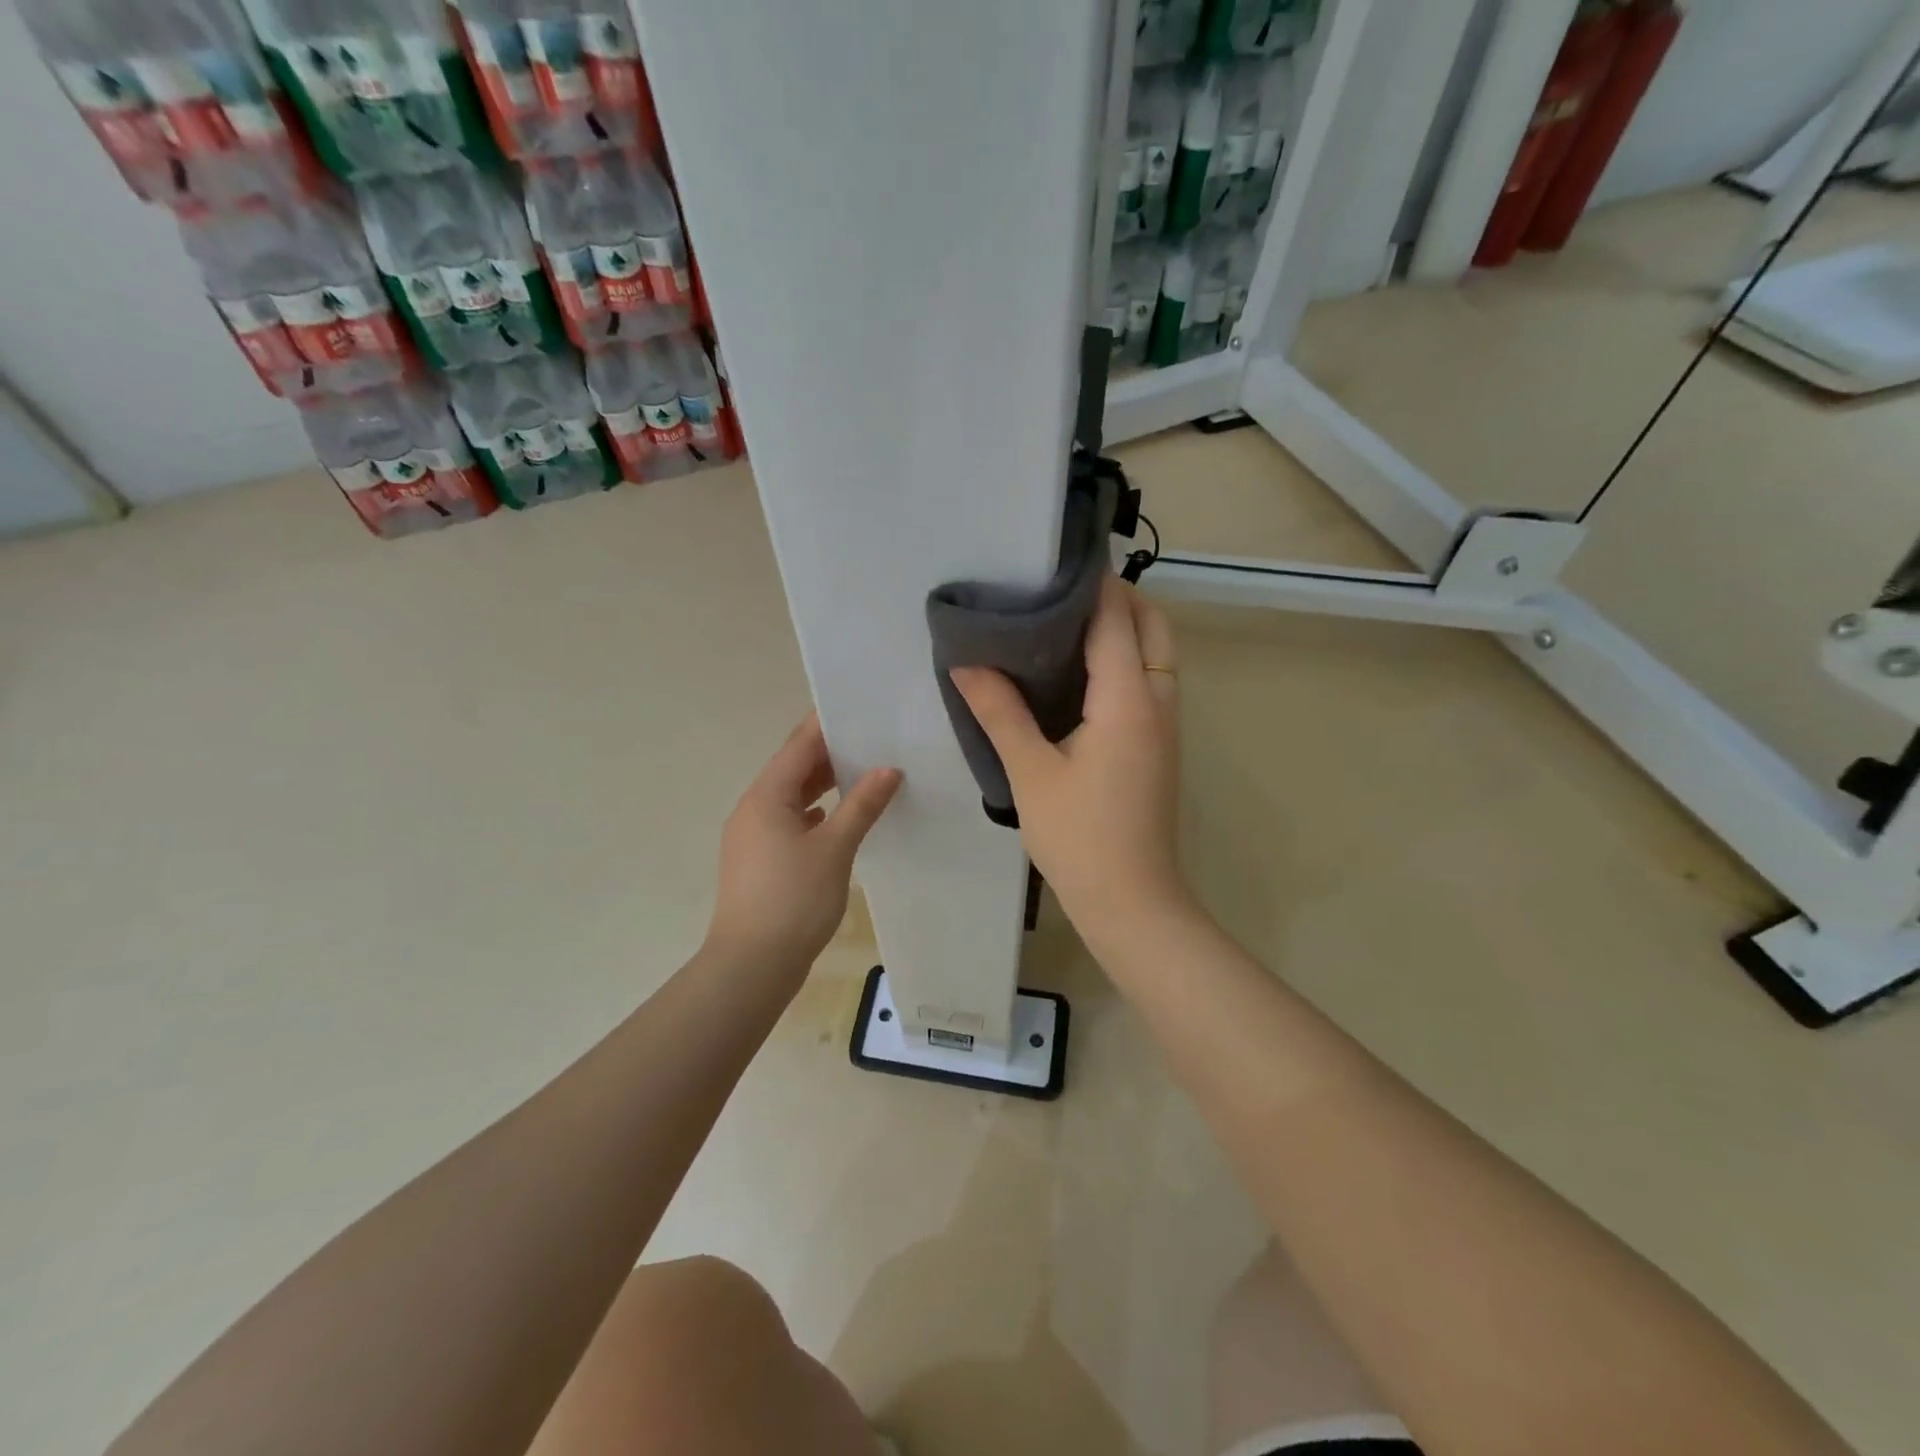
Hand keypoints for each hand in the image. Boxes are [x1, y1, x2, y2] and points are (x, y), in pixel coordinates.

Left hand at [705, 713, 902, 979]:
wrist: (751, 965)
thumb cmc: (793, 900)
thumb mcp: (835, 848)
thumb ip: (862, 805)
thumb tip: (888, 769)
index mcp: (766, 796)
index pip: (799, 745)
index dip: (828, 724)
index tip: (860, 707)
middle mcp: (754, 808)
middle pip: (794, 768)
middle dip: (831, 753)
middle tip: (874, 739)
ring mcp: (753, 835)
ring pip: (792, 796)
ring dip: (824, 784)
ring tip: (865, 772)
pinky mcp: (760, 859)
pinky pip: (790, 821)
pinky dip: (816, 812)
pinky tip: (840, 817)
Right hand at [951, 577, 1188, 947]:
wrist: (1131, 901)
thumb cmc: (1080, 838)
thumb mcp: (1032, 774)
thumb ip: (1001, 714)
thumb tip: (967, 665)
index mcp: (1128, 700)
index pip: (1116, 619)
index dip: (1092, 583)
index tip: (1055, 560)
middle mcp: (1157, 702)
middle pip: (1153, 627)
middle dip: (1118, 598)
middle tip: (1061, 592)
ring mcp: (1164, 725)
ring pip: (1156, 654)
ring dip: (1125, 628)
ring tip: (1066, 622)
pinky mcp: (1159, 746)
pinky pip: (1150, 682)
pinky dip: (1126, 660)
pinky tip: (1080, 673)